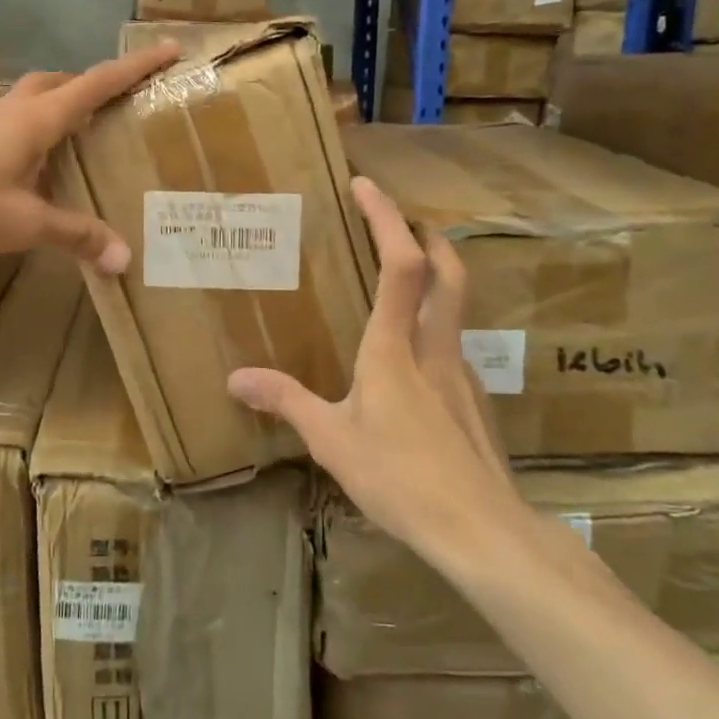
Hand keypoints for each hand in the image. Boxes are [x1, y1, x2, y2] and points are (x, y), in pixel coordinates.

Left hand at [0, 42, 177, 270]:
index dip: (136, 66)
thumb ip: (74, 236)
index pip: (98, 84)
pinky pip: (12, 120)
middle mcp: (13, 108)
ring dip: (62, 107)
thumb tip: (124, 258)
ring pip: (34, 99)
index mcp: (37, 119)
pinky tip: (29, 165)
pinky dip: (35, 130)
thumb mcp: (21, 224)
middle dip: (96, 86)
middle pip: (63, 83)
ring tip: (80, 140)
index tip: (169, 47)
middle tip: (120, 107)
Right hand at [227, 177, 521, 568]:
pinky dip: (435, 327)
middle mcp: (435, 348)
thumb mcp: (331, 441)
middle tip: (404, 221)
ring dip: (436, 277)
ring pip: (456, 307)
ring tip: (403, 282)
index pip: (400, 265)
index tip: (365, 186)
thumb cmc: (401, 478)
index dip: (386, 219)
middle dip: (428, 236)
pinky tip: (413, 362)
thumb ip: (286, 402)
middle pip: (448, 272)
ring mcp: (462, 373)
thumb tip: (235, 379)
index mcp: (395, 349)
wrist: (482, 531)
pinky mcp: (474, 401)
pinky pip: (453, 345)